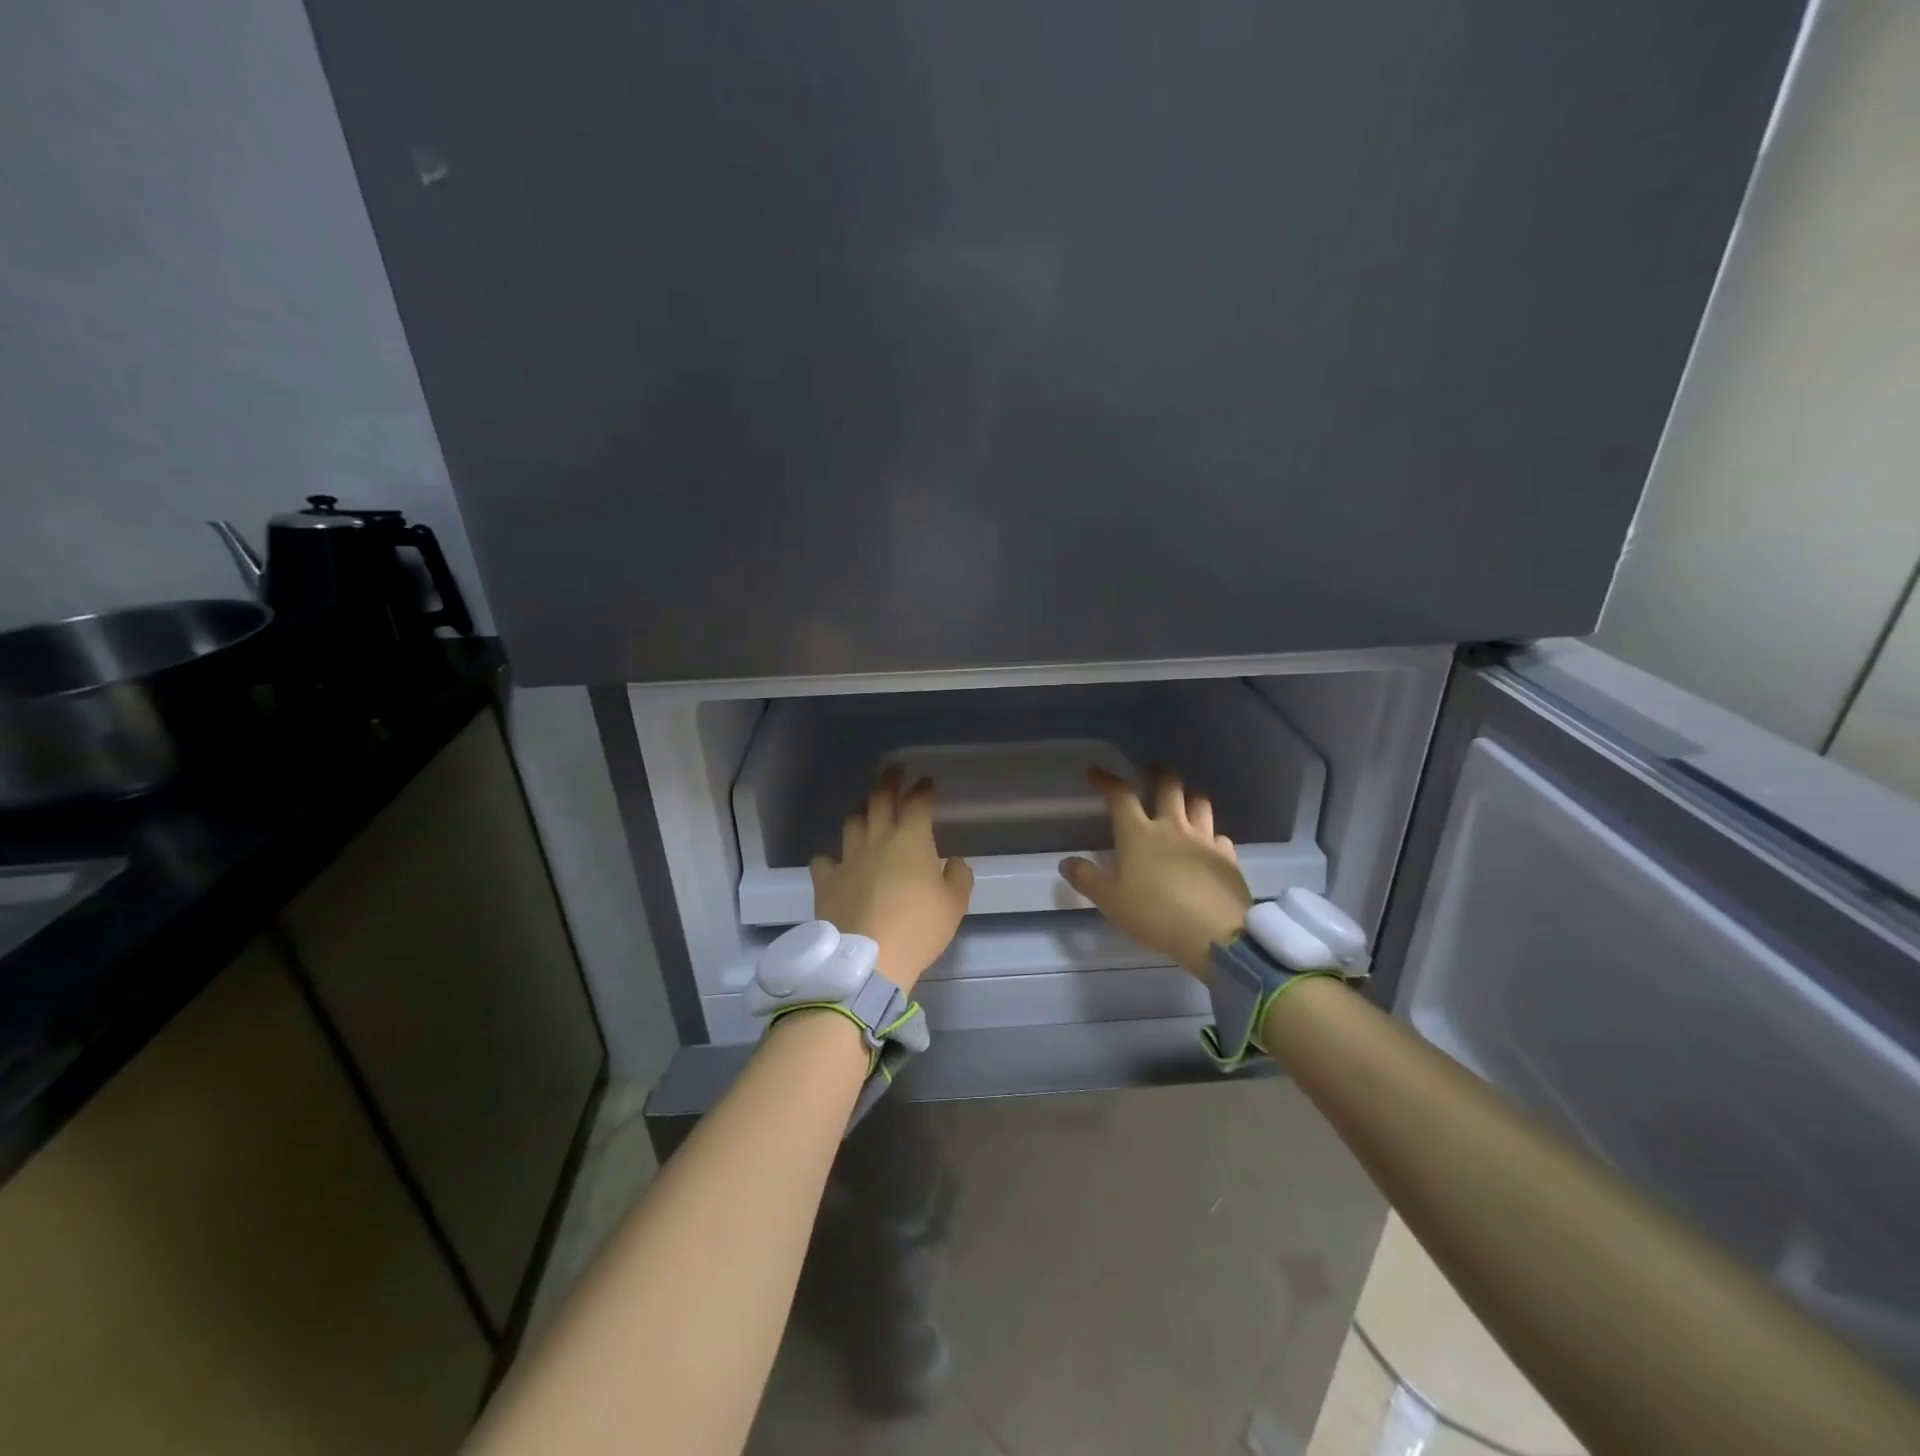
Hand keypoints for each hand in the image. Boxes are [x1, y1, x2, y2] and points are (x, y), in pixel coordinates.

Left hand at [810, 768, 972, 993]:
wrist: (869, 959)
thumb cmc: (918, 928)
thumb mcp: (954, 905)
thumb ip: (958, 877)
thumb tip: (953, 862)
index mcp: (911, 839)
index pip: (919, 802)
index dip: (924, 789)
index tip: (929, 782)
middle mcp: (877, 839)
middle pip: (880, 799)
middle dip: (890, 781)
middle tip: (894, 771)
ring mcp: (848, 858)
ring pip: (852, 822)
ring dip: (861, 811)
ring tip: (866, 810)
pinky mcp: (826, 881)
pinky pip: (824, 860)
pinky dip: (831, 858)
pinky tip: (835, 862)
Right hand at [1060, 768, 1251, 978]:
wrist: (1215, 934)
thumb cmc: (1155, 914)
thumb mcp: (1111, 902)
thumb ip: (1087, 879)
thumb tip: (1067, 862)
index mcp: (1139, 834)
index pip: (1120, 796)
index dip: (1107, 780)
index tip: (1096, 772)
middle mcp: (1172, 827)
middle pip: (1168, 786)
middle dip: (1157, 774)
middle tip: (1150, 771)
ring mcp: (1204, 840)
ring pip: (1199, 803)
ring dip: (1188, 797)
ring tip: (1182, 801)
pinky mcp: (1227, 858)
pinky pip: (1219, 836)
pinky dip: (1211, 834)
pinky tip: (1208, 844)